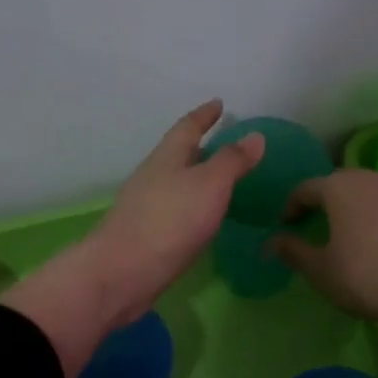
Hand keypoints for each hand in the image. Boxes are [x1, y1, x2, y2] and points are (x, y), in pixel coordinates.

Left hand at [0, 101, 262, 377]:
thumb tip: (255, 136)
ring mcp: (147, 209)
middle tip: (224, 143)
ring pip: (175, 184)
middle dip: (200, 147)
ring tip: (218, 182)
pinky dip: (191, 208)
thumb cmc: (169, 222)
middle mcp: (153, 178)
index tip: (219, 104)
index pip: (188, 128)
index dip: (205, 115)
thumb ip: (232, 162)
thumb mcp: (209, 185)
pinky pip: (175, 212)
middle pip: (178, 155)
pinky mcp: (147, 237)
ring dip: (195, 179)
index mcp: (167, 159)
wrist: (123, 273)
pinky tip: (202, 220)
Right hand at [271, 169, 377, 377]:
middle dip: (319, 204)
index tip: (284, 227)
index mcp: (338, 187)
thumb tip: (271, 241)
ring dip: (347, 208)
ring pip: (362, 192)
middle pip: (335, 185)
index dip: (290, 208)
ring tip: (340, 234)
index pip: (305, 189)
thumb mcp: (321, 270)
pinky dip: (370, 215)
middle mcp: (368, 177)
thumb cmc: (367, 276)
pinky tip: (371, 240)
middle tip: (309, 228)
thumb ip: (293, 251)